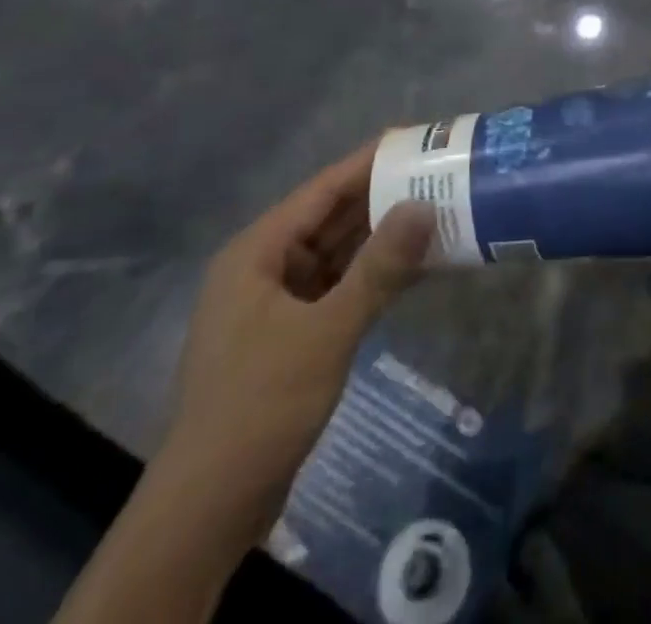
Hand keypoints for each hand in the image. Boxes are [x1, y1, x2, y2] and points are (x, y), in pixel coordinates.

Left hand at [153, 142, 435, 543]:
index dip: (371, 161)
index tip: (419, 139)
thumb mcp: (326, 332)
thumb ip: (379, 268)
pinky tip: (418, 268)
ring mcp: (279, 302)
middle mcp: (266, 267)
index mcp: (258, 252)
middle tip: (442, 175)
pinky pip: (342, 286)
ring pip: (341, 253)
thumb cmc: (259, 405)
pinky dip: (377, 275)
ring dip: (385, 237)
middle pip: (334, 217)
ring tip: (441, 212)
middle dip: (386, 197)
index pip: (324, 189)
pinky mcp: (294, 333)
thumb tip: (425, 206)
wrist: (208, 509)